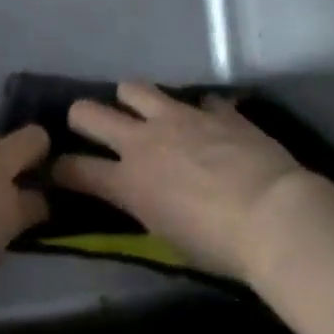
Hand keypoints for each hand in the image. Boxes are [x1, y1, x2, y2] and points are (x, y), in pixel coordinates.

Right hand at [55, 82, 305, 279]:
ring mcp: (179, 118)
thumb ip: (147, 206)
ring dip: (133, 100)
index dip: (60, 169)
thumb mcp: (169, 236)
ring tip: (145, 112)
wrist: (273, 215)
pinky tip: (209, 125)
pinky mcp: (215, 110)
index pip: (74, 169)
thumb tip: (145, 196)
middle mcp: (144, 141)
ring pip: (134, 88)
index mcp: (128, 181)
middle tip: (90, 126)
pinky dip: (198, 112)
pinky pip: (197, 100)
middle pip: (88, 112)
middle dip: (81, 117)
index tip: (60, 171)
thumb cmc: (219, 245)